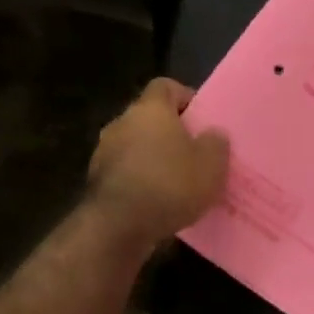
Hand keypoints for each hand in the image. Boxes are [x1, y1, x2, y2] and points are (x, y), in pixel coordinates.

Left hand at [86, 79, 228, 246]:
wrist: (118, 227)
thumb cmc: (170, 184)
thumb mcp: (211, 164)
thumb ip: (216, 143)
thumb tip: (212, 134)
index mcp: (150, 109)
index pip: (165, 86)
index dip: (185, 97)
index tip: (202, 118)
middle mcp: (122, 122)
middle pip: (149, 117)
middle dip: (171, 132)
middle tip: (195, 151)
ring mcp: (104, 152)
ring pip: (136, 145)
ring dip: (154, 157)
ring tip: (178, 180)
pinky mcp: (97, 181)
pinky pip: (126, 171)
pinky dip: (141, 180)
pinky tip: (159, 201)